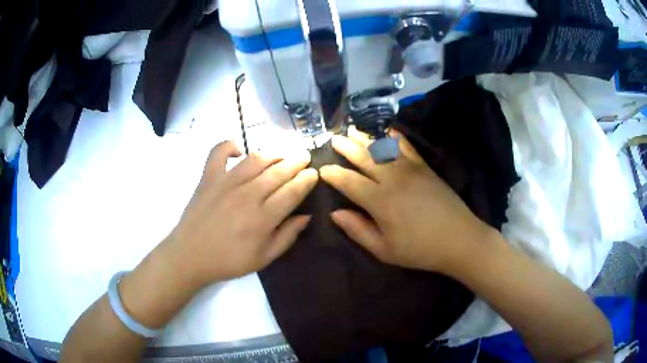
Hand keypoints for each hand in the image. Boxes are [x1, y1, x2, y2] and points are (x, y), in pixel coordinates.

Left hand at [164, 141, 317, 286]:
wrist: (190, 256)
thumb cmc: (228, 261)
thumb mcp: (263, 258)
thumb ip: (287, 236)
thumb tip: (306, 216)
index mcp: (262, 218)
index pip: (292, 191)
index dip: (306, 180)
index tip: (314, 173)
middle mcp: (247, 195)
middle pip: (278, 171)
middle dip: (296, 161)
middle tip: (304, 156)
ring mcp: (225, 183)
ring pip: (256, 159)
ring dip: (273, 153)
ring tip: (282, 153)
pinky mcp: (208, 177)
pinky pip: (218, 152)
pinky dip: (229, 145)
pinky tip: (239, 150)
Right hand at [320, 129, 495, 273]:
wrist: (459, 239)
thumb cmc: (419, 249)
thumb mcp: (384, 250)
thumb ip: (358, 230)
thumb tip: (335, 213)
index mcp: (380, 201)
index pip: (349, 182)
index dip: (333, 174)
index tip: (322, 169)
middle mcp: (392, 179)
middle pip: (364, 158)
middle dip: (346, 148)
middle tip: (333, 140)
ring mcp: (410, 169)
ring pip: (382, 148)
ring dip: (365, 138)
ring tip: (352, 130)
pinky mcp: (425, 167)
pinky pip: (406, 146)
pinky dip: (395, 137)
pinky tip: (387, 130)